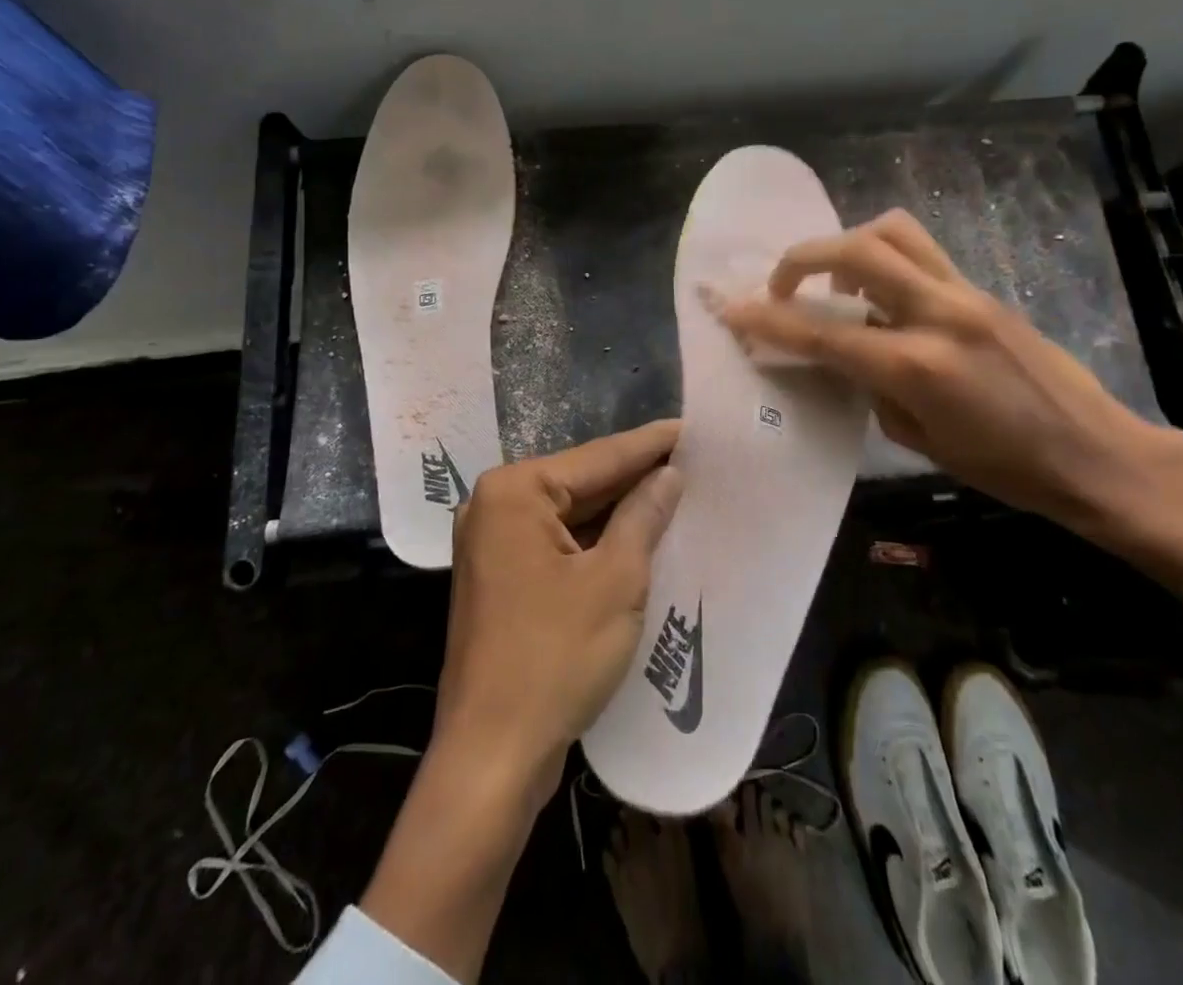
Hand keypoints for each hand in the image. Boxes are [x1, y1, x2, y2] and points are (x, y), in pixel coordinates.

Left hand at [436, 419, 684, 801]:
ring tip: (675, 490)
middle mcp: (495, 506)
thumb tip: (668, 475)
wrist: (491, 756)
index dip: (649, 444)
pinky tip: (638, 534)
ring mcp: (493, 544)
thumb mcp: (615, 579)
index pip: (597, 457)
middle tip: (691, 459)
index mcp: (514, 492)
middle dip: (635, 475)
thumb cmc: (555, 656)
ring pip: (570, 514)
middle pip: (580, 482)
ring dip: (618, 509)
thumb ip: (643, 516)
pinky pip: (558, 543)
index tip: (691, 427)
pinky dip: (596, 540)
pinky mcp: (501, 578)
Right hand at [717, 210, 1182, 590]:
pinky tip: (879, 295)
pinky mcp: (980, 288)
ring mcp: (964, 292)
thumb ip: (871, 386)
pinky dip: (883, 257)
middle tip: (781, 287)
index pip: (822, 331)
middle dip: (800, 259)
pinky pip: (920, 252)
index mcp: (916, 364)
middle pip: (854, 250)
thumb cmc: (1004, 467)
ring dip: (846, 244)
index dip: (767, 319)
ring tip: (833, 281)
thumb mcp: (918, 439)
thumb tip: (843, 353)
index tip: (731, 310)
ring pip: (891, 231)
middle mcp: (937, 312)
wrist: (1095, 454)